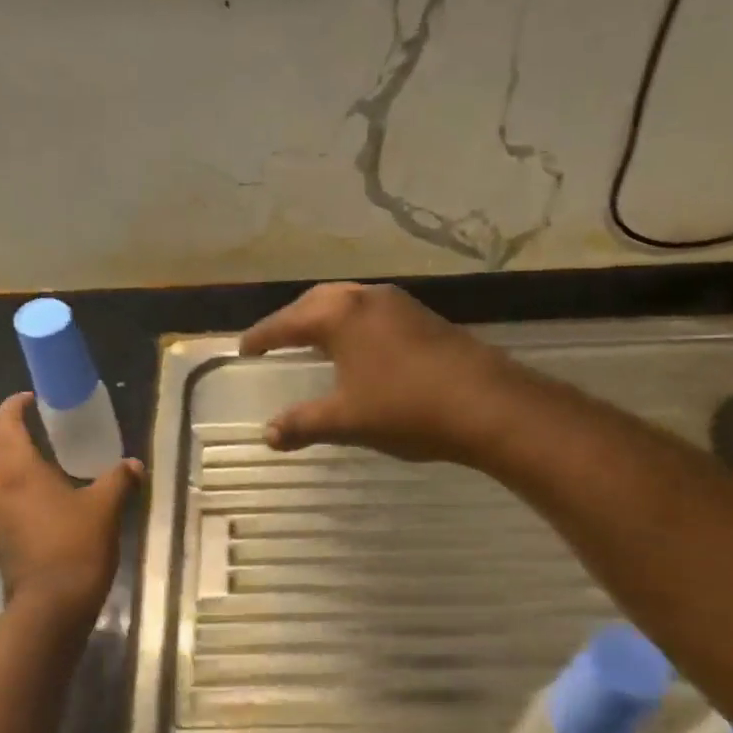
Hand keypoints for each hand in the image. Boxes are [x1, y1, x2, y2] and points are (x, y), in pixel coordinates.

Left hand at [0, 394, 141, 619]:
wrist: (52, 605)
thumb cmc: (76, 547)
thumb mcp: (106, 508)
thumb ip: (118, 480)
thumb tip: (133, 464)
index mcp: (18, 472)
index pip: (3, 426)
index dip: (12, 407)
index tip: (28, 399)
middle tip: (26, 435)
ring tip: (28, 468)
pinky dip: (4, 495)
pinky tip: (31, 503)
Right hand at [238, 282, 520, 462]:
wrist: (487, 404)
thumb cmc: (405, 408)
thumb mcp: (347, 420)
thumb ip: (303, 424)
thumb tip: (269, 435)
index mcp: (340, 315)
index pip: (286, 322)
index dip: (262, 337)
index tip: (244, 350)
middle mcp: (367, 298)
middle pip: (317, 302)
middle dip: (292, 320)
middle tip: (275, 341)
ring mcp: (401, 304)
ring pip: (349, 303)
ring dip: (326, 319)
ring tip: (314, 343)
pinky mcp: (425, 318)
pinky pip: (374, 313)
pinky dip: (353, 326)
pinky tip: (359, 351)